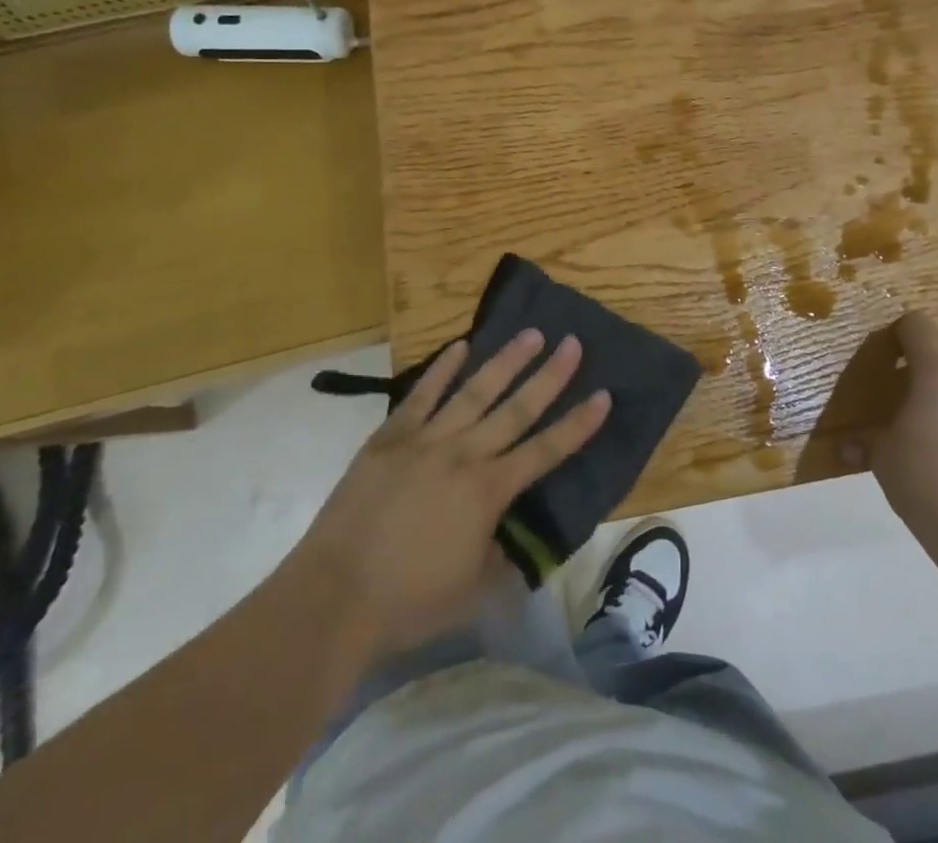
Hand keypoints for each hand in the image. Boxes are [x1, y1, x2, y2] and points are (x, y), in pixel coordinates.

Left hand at [292, 330, 609, 657]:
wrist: (334, 597)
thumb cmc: (408, 602)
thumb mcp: (471, 588)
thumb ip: (498, 555)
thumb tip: (511, 535)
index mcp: (489, 492)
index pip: (546, 451)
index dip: (578, 424)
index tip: (603, 394)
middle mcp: (464, 455)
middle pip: (516, 409)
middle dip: (550, 376)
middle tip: (573, 343)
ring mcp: (426, 441)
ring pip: (474, 391)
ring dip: (506, 361)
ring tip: (531, 333)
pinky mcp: (390, 437)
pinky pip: (422, 395)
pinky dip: (442, 369)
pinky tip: (461, 346)